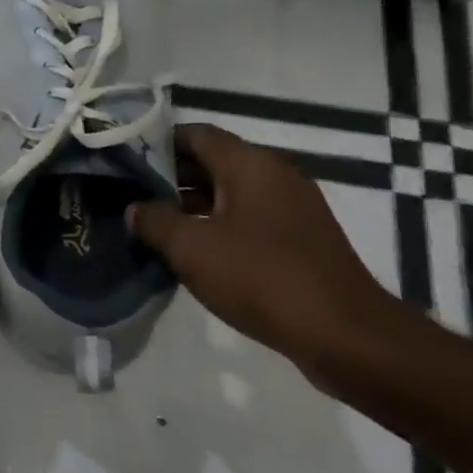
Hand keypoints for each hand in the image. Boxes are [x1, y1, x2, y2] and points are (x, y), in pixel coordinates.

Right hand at [128, 123, 408, 375]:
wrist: (348, 338)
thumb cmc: (262, 278)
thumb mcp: (191, 248)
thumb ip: (153, 221)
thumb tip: (135, 210)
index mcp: (250, 164)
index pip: (194, 134)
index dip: (155, 143)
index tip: (123, 162)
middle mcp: (274, 175)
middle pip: (210, 162)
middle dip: (168, 176)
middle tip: (129, 194)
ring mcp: (291, 208)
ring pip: (227, 193)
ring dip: (189, 205)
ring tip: (150, 224)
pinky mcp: (299, 240)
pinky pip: (246, 219)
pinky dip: (215, 226)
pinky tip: (190, 251)